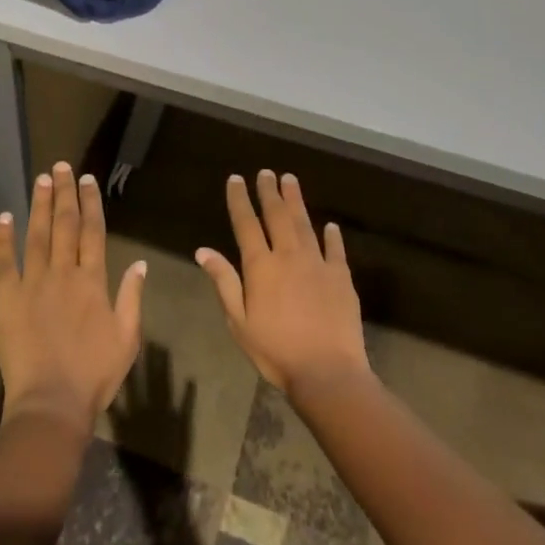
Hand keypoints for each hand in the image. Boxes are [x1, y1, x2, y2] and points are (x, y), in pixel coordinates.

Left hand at [0, 163, 147, 436]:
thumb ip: (132, 298)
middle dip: (65, 193)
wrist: (51, 403)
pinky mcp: (7, 298)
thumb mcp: (127, 339)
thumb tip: (140, 263)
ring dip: (39, 205)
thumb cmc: (94, 375)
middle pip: (64, 224)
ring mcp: (32, 283)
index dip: (91, 203)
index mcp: (92, 281)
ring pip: (37, 234)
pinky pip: (4, 262)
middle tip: (62, 166)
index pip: (92, 232)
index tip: (88, 180)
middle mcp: (63, 273)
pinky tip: (5, 217)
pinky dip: (4, 238)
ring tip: (41, 179)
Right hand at [196, 171, 369, 396]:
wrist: (327, 372)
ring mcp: (318, 264)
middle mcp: (289, 256)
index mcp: (261, 266)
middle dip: (269, 191)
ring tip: (290, 180)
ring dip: (296, 201)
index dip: (240, 199)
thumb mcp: (239, 321)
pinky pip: (335, 249)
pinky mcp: (342, 277)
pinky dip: (332, 235)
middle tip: (266, 172)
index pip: (246, 224)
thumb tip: (203, 251)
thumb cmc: (276, 351)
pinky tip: (330, 225)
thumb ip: (224, 282)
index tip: (236, 179)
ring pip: (305, 224)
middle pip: (277, 216)